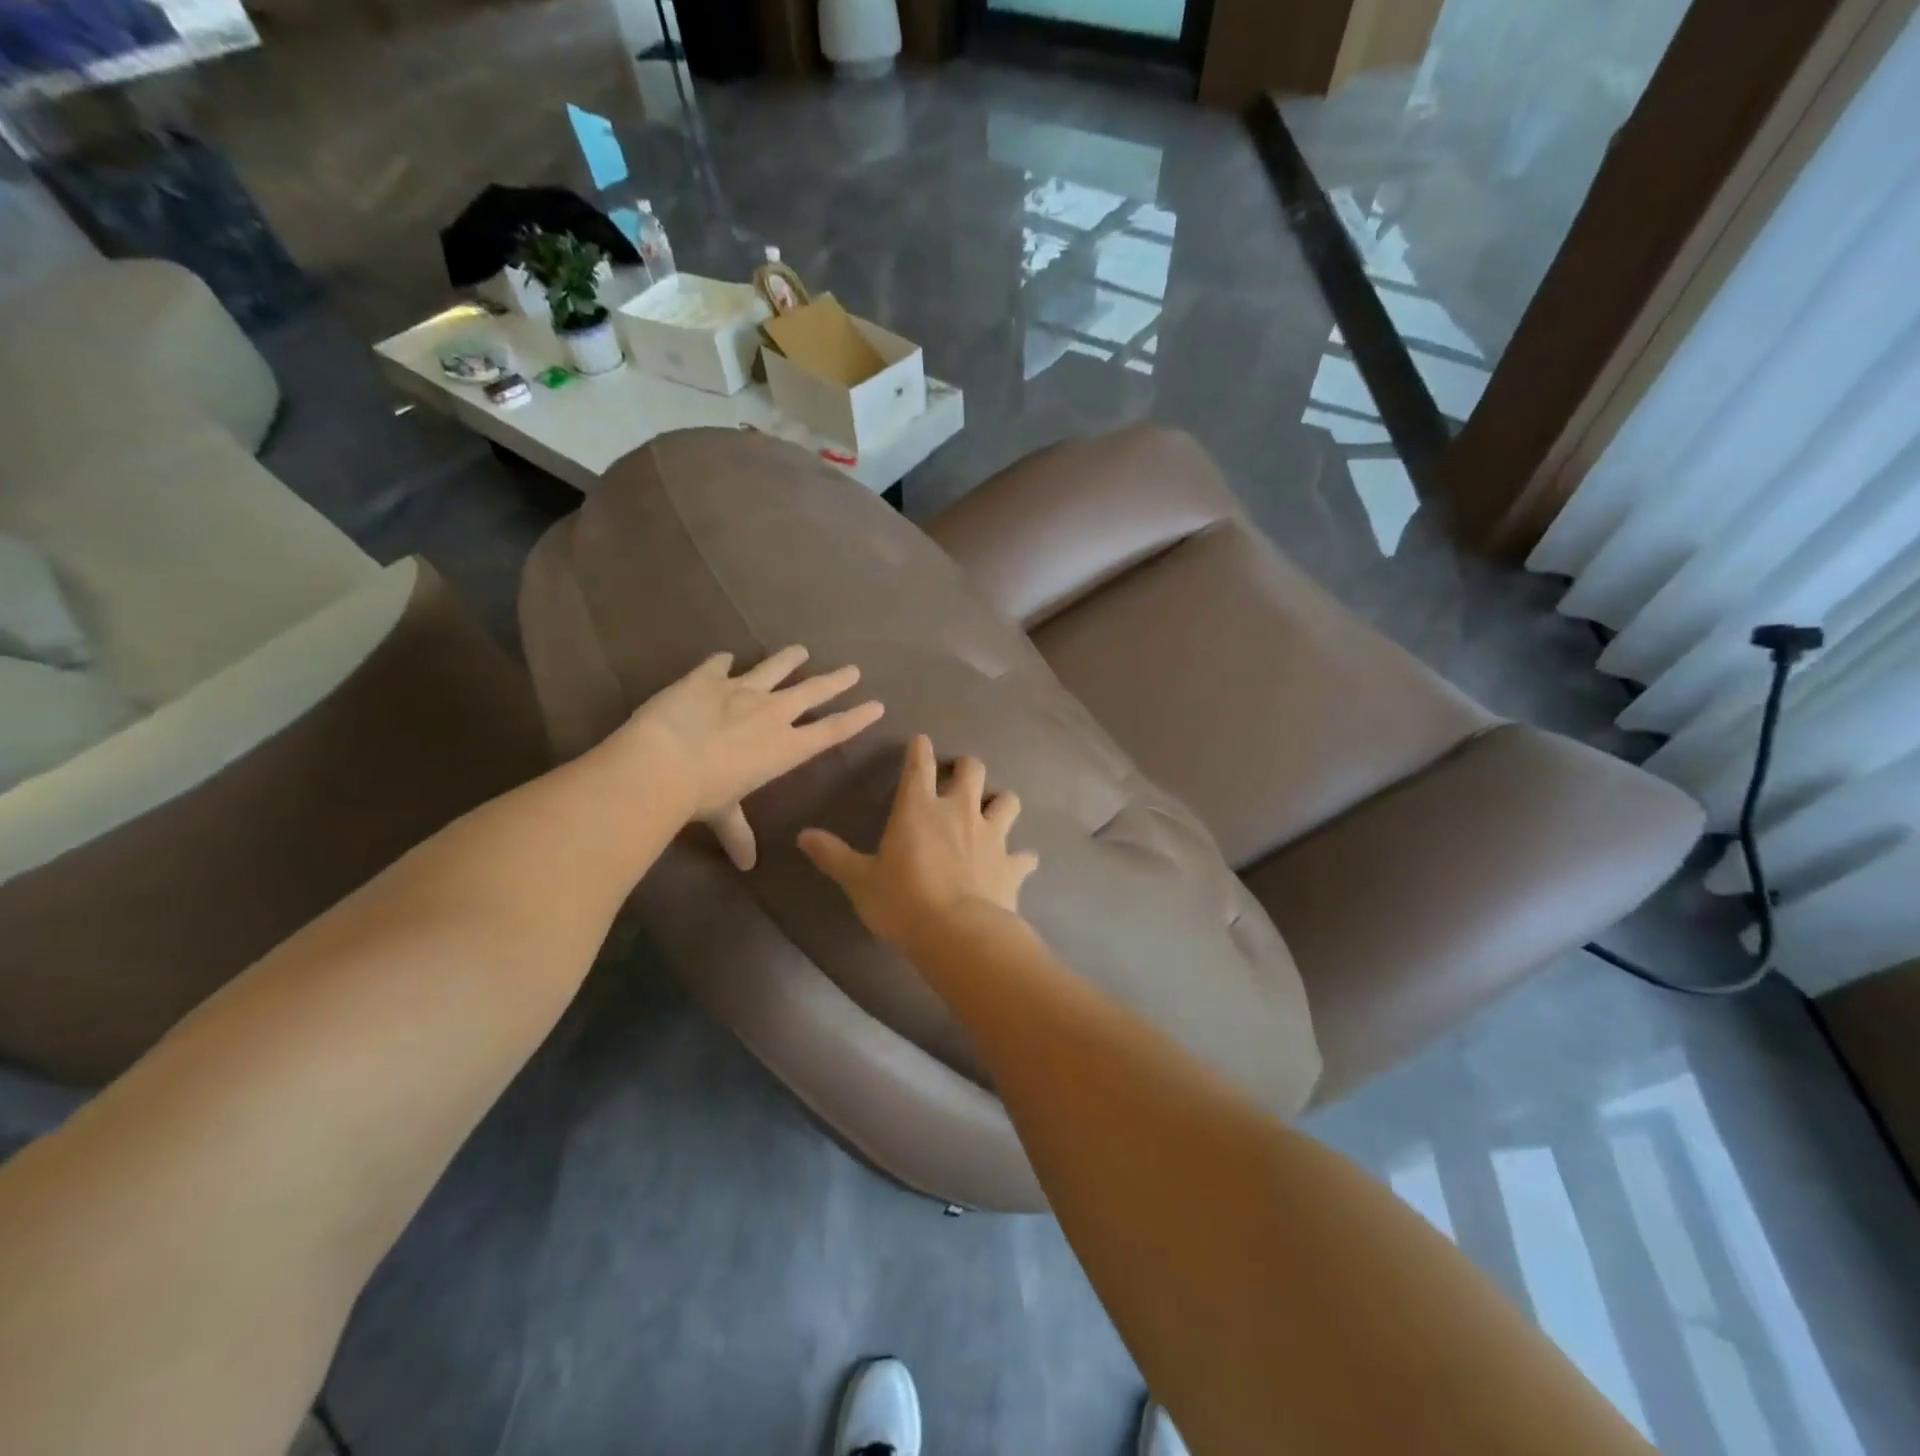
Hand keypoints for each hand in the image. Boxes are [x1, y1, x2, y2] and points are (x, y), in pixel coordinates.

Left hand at [612, 646, 883, 870]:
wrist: (663, 760)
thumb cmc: (702, 794)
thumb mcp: (724, 814)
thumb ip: (738, 833)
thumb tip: (746, 865)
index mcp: (786, 747)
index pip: (832, 730)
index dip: (857, 718)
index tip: (877, 705)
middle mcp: (772, 713)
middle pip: (813, 691)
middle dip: (836, 680)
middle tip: (853, 670)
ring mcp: (741, 689)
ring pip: (774, 668)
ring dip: (789, 659)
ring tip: (801, 650)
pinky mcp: (708, 677)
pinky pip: (719, 664)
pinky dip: (723, 661)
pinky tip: (725, 656)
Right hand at [798, 735, 1038, 949]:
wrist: (957, 933)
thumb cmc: (902, 901)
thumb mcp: (859, 880)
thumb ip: (834, 855)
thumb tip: (803, 835)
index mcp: (919, 808)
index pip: (919, 765)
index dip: (919, 750)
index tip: (921, 741)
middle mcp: (960, 811)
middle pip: (972, 769)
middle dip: (966, 767)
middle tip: (959, 775)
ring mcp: (992, 835)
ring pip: (1008, 801)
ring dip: (1001, 802)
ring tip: (994, 811)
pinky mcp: (1012, 864)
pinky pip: (1025, 855)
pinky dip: (1022, 857)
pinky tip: (1020, 863)